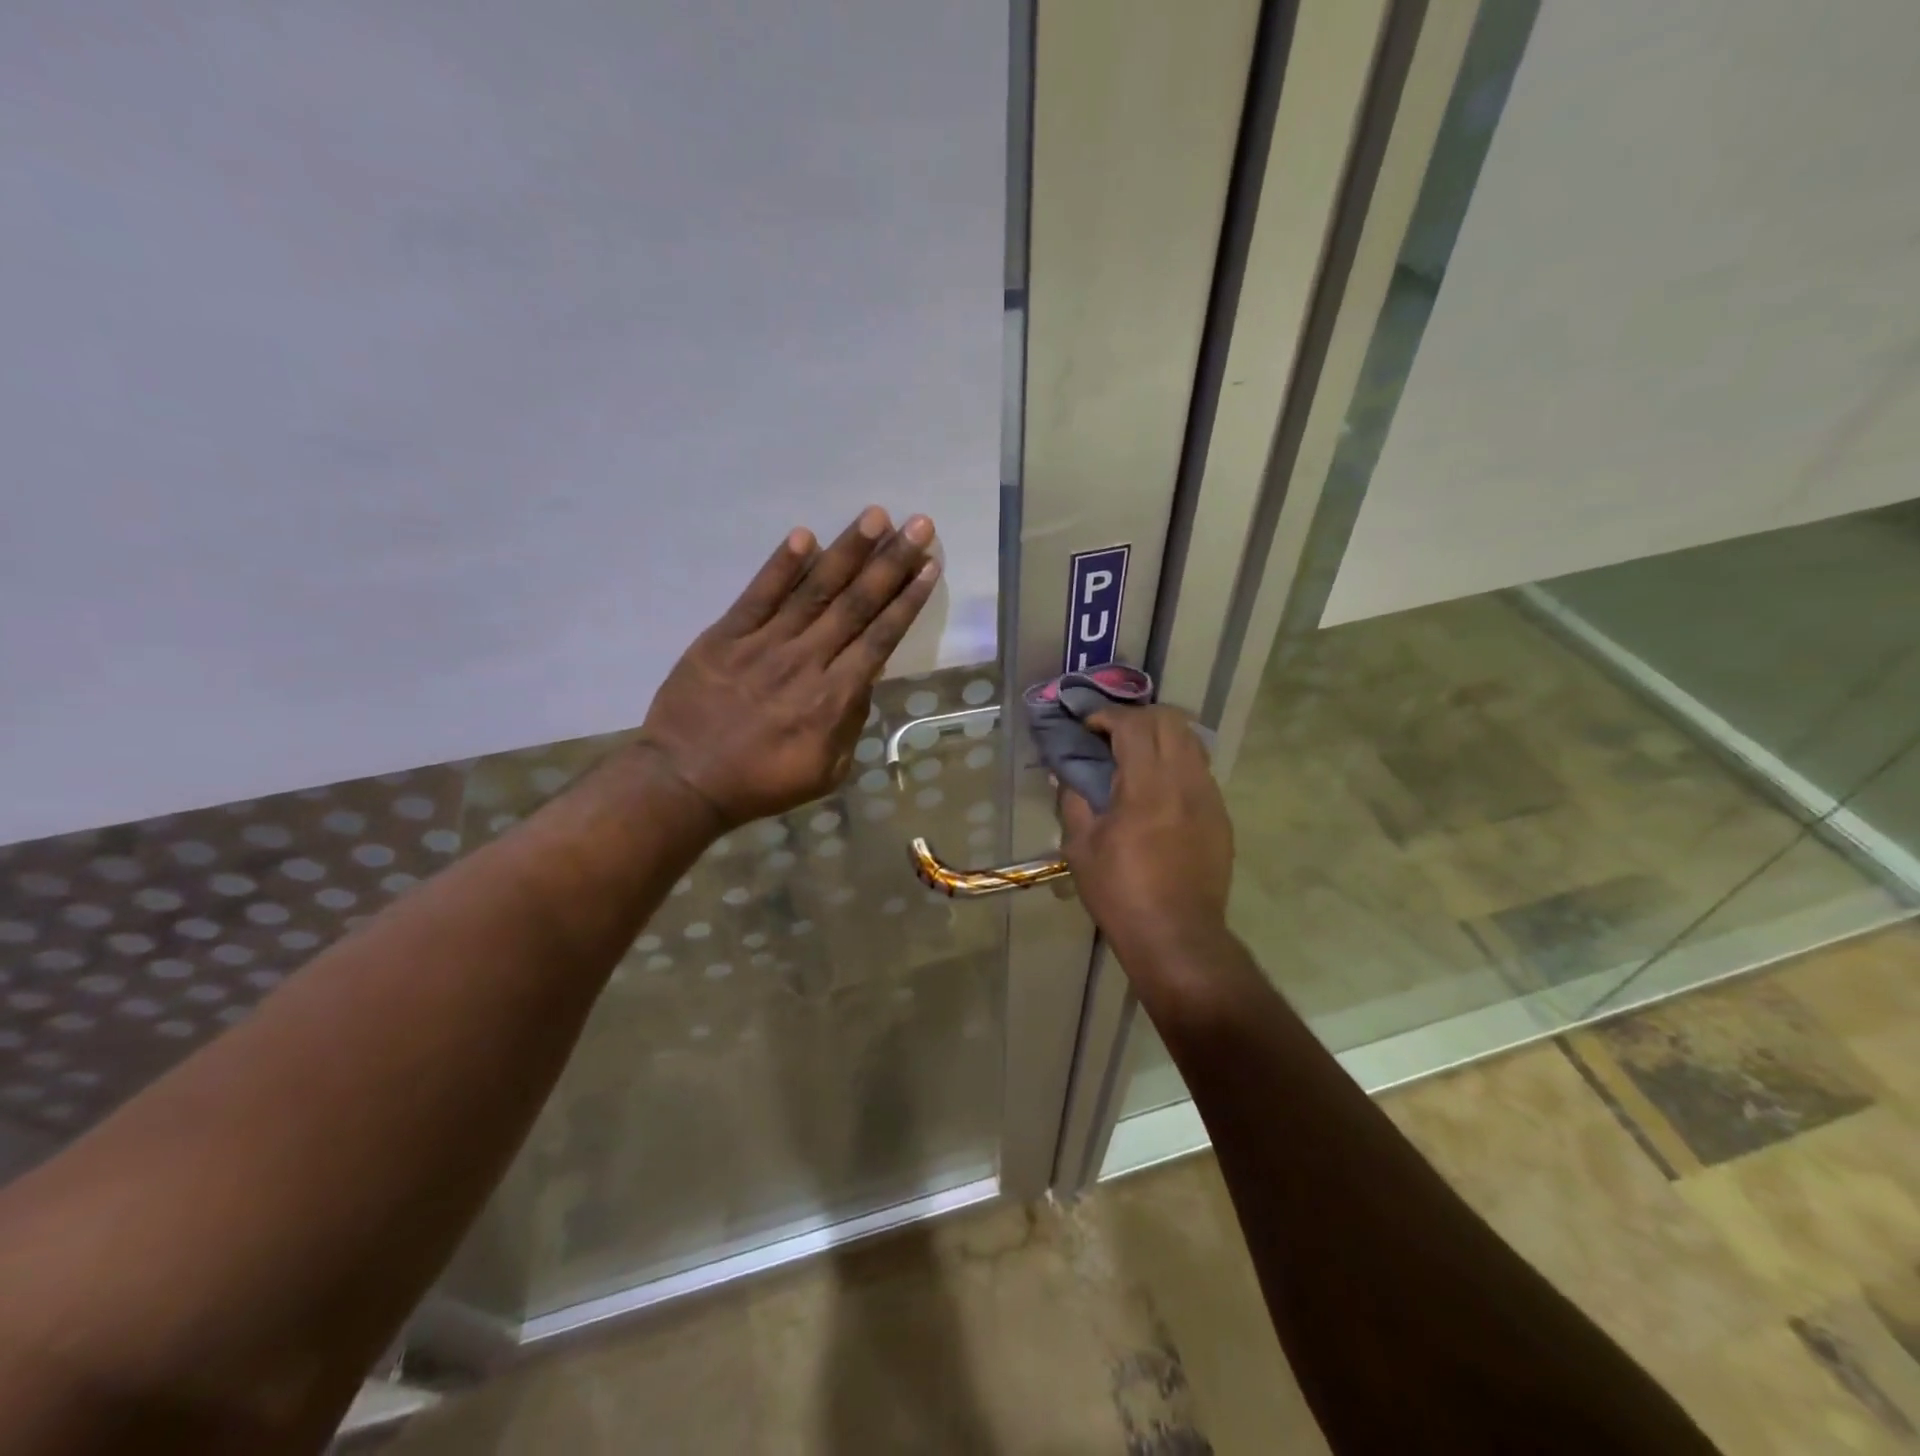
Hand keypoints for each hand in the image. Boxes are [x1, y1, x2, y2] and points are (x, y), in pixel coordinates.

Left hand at [638, 507, 938, 828]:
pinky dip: (782, 565)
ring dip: (848, 551)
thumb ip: (850, 722)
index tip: (929, 567)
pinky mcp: (725, 636)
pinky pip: (758, 595)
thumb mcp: (826, 771)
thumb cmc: (762, 782)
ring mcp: (764, 644)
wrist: (685, 781)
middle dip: (891, 562)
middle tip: (918, 525)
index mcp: (833, 699)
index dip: (906, 600)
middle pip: (856, 605)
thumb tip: (866, 675)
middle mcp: (806, 662)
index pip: (879, 638)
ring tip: (876, 516)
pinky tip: (805, 535)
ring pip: (814, 591)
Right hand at [1058, 706, 1233, 960]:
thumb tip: (1069, 774)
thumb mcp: (1081, 847)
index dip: (1108, 716)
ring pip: (1191, 741)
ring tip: (1136, 756)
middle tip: (1112, 735)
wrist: (1177, 936)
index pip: (1134, 725)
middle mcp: (1185, 781)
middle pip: (1170, 721)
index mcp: (1148, 786)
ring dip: (1161, 736)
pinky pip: (1199, 770)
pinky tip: (1158, 789)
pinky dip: (1176, 763)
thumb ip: (1074, 800)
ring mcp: (1209, 797)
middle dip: (1137, 717)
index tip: (1088, 726)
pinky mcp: (1221, 816)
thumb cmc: (1120, 893)